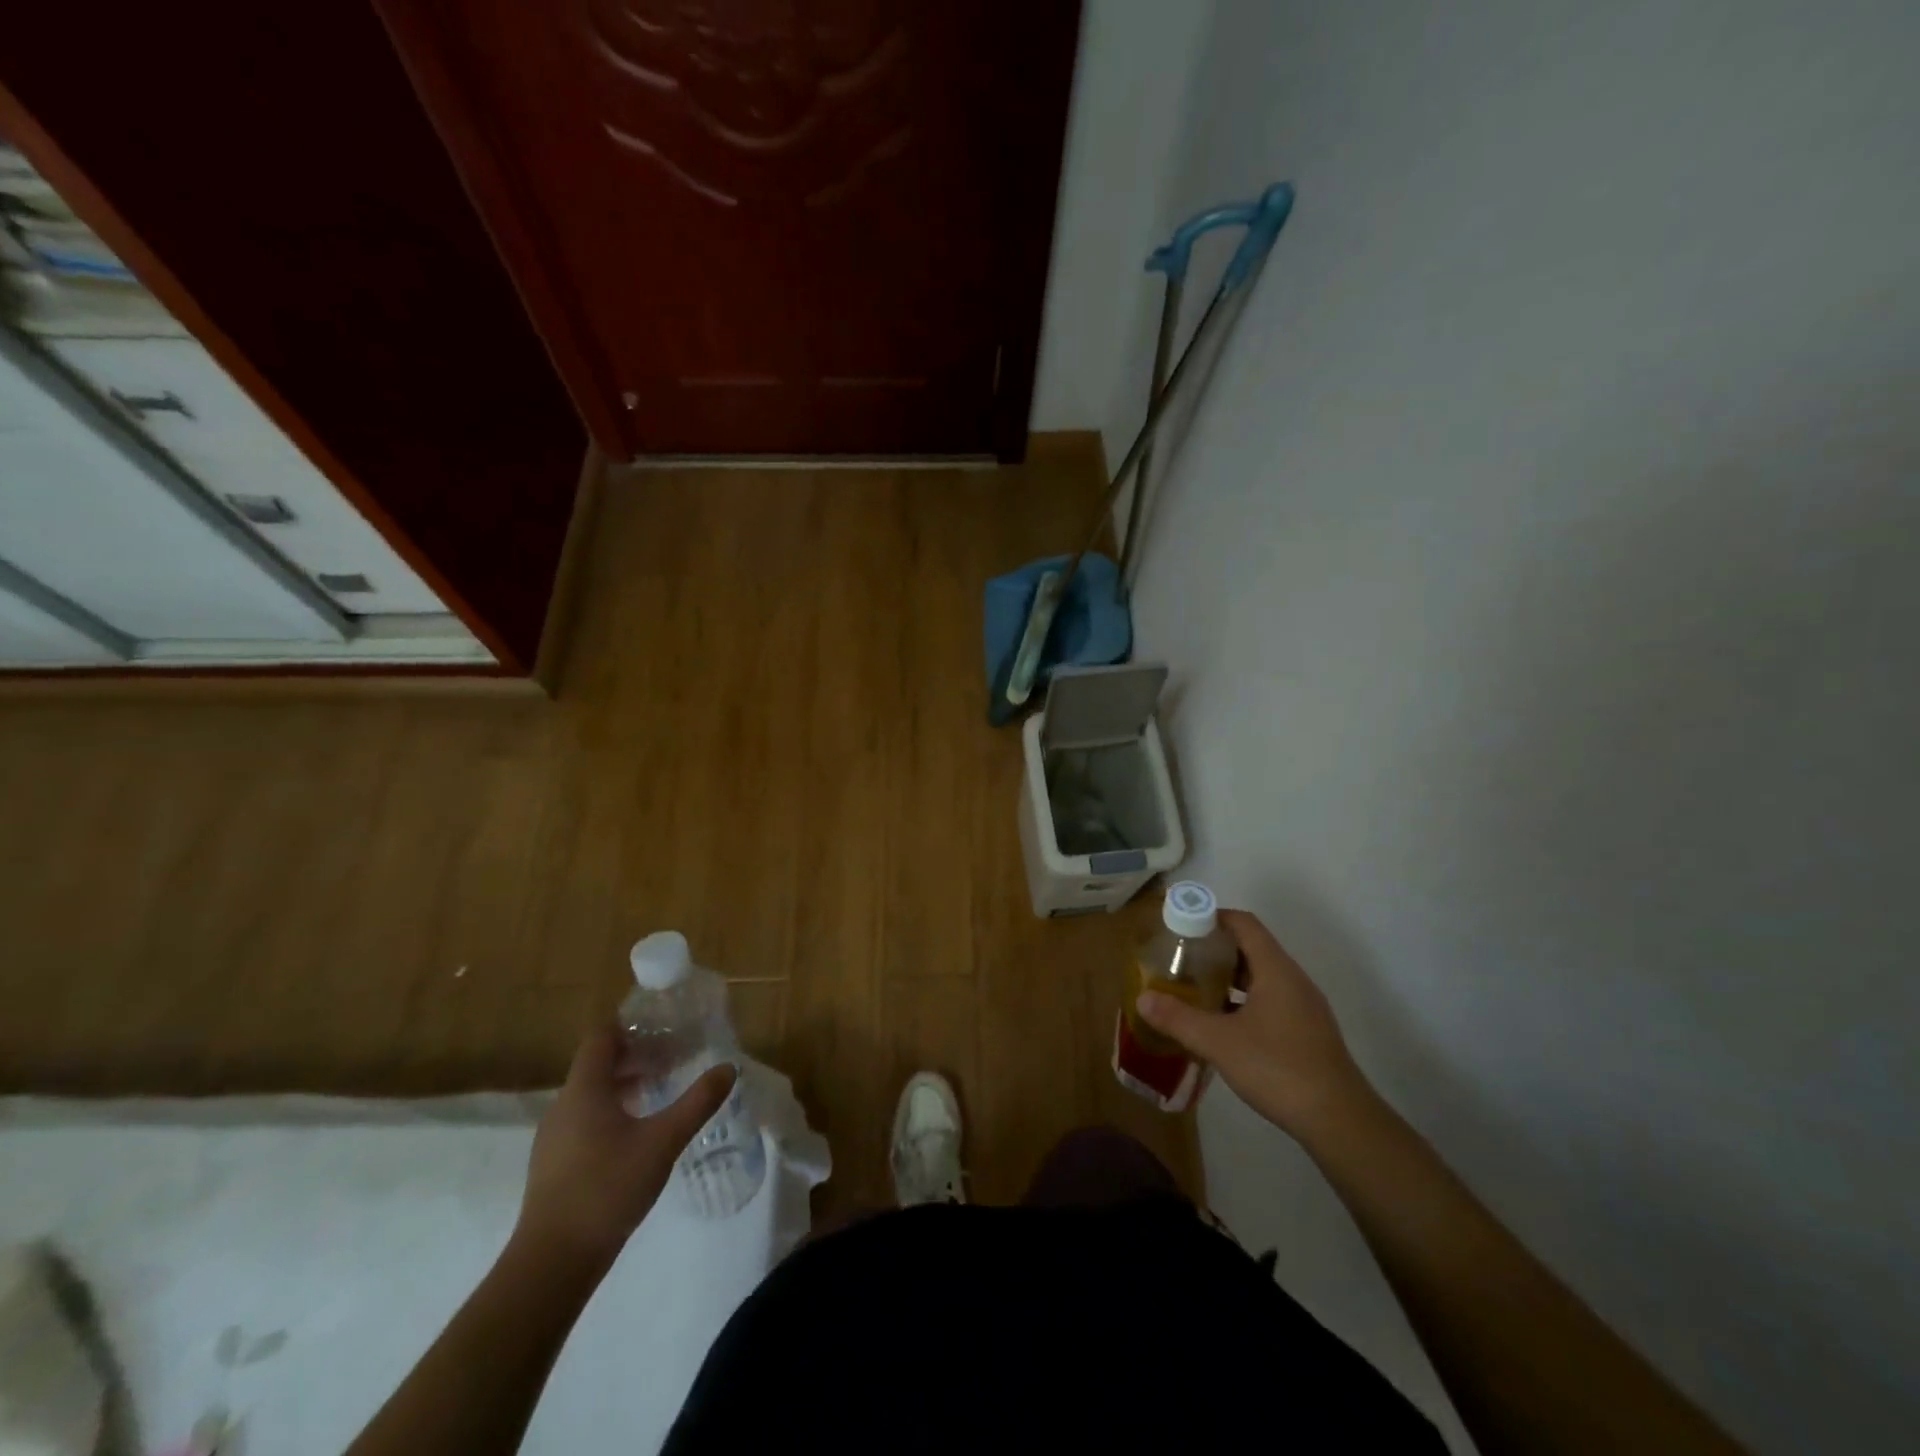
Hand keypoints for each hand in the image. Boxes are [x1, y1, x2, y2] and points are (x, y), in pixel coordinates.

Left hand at [515, 1027, 735, 1269]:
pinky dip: (612, 1111)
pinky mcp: (554, 1164)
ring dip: (625, 1084)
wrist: (552, 1263)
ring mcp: (554, 1137)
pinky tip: (638, 1132)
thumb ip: (697, 1102)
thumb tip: (728, 1068)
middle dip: (635, 1055)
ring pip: (591, 1093)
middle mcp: (564, 1105)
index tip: (663, 1027)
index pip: (601, 1037)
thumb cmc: (607, 1188)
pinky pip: (585, 1119)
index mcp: (584, 1090)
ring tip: (661, 1090)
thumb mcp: (663, 1141)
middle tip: (673, 1057)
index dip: (630, 1026)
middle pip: (597, 1064)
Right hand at [1137, 909, 1370, 1139]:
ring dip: (1229, 976)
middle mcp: (1293, 979)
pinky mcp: (1308, 1031)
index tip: (1182, 924)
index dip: (1213, 917)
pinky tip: (1224, 1024)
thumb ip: (1178, 1018)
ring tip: (1196, 988)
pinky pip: (1271, 999)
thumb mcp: (1219, 1042)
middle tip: (1181, 958)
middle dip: (1216, 948)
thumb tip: (1143, 998)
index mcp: (1275, 970)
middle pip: (1252, 947)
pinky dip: (1244, 999)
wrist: (1340, 1121)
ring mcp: (1304, 1007)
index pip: (1244, 924)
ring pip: (1262, 976)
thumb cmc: (1278, 1068)